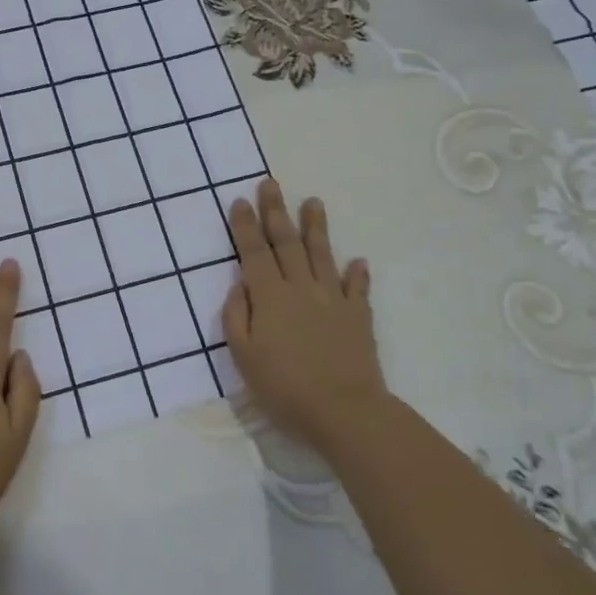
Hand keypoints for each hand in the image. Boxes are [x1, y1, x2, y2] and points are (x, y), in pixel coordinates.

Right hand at [223, 180, 387, 455]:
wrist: (344, 411)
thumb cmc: (284, 388)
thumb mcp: (244, 357)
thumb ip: (236, 317)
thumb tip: (239, 286)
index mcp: (270, 297)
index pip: (254, 253)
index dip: (246, 226)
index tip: (241, 200)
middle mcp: (301, 288)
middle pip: (286, 243)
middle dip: (276, 211)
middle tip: (271, 183)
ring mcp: (333, 300)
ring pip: (322, 255)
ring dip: (316, 227)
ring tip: (314, 202)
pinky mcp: (358, 317)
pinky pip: (358, 289)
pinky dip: (357, 274)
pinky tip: (359, 261)